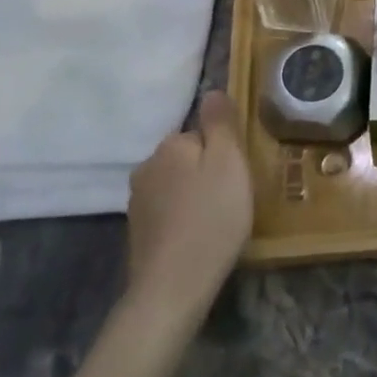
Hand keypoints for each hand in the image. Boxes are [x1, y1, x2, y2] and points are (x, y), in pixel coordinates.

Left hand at [124, 91, 253, 321]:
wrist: (174, 286)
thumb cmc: (211, 217)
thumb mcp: (229, 162)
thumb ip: (221, 123)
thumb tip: (212, 91)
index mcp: (170, 145)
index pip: (202, 134)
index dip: (225, 153)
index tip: (239, 176)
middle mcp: (146, 167)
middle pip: (187, 158)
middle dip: (207, 173)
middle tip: (233, 199)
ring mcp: (137, 202)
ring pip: (177, 186)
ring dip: (195, 196)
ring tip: (218, 221)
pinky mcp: (138, 234)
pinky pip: (168, 213)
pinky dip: (184, 219)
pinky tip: (199, 238)